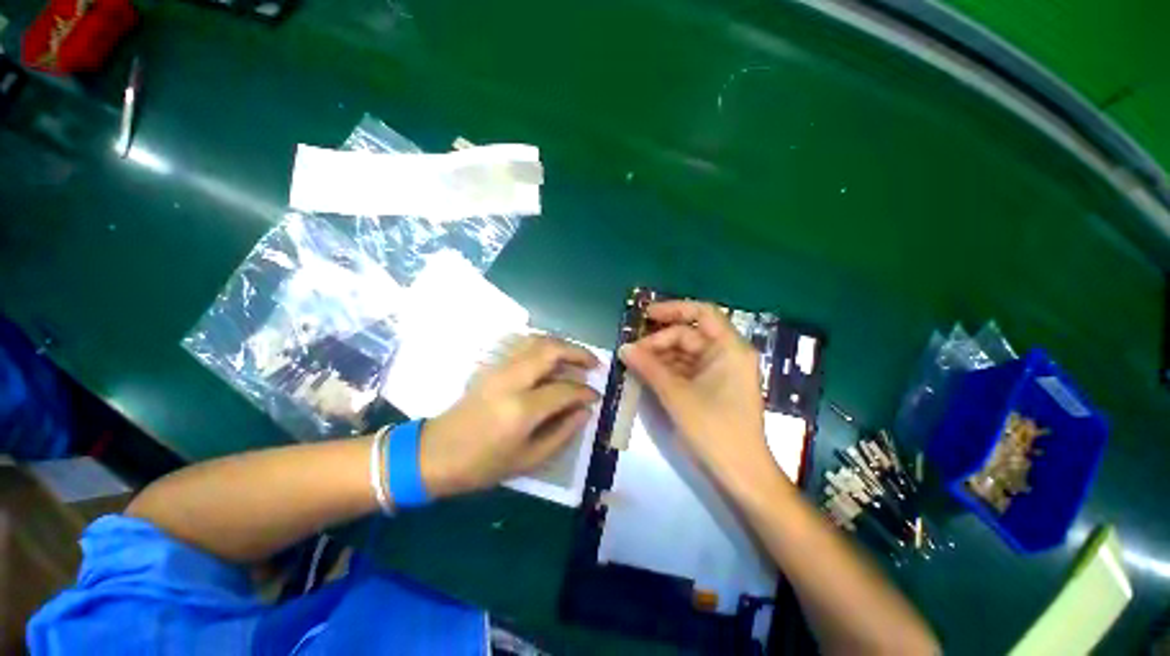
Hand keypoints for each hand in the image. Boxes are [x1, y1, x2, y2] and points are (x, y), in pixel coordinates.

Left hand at [419, 335, 600, 497]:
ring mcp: (500, 369)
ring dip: (562, 345)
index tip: (596, 396)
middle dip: (578, 353)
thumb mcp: (528, 459)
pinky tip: (554, 360)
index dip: (585, 392)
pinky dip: (545, 347)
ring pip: (537, 342)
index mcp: (522, 409)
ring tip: (578, 359)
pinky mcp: (492, 367)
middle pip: (551, 350)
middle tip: (594, 364)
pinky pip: (525, 347)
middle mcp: (512, 381)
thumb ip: (562, 433)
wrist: (434, 454)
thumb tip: (585, 411)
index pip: (565, 390)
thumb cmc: (482, 465)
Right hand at [619, 301, 778, 489]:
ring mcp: (720, 371)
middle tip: (632, 352)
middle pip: (689, 335)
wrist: (740, 473)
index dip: (673, 309)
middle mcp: (727, 354)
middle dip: (659, 341)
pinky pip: (686, 369)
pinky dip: (667, 370)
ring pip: (685, 353)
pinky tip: (647, 374)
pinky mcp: (713, 386)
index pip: (702, 313)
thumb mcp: (677, 395)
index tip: (646, 315)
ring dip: (660, 356)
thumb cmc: (714, 429)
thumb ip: (649, 368)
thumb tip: (623, 348)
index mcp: (730, 349)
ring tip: (634, 363)